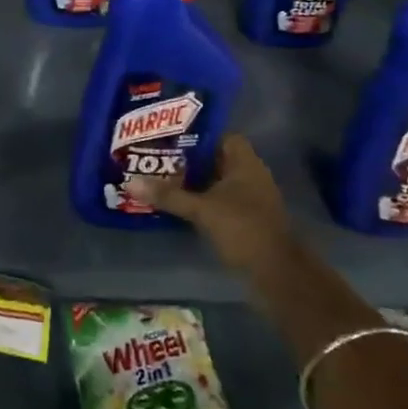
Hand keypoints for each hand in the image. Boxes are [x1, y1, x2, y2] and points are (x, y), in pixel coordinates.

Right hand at [126, 134, 295, 275]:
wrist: (276, 274)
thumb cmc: (243, 229)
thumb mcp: (201, 210)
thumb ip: (168, 195)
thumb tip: (131, 182)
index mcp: (245, 163)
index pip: (221, 136)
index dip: (197, 134)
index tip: (169, 136)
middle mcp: (250, 175)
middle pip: (216, 159)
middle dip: (188, 159)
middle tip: (157, 156)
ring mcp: (251, 198)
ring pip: (216, 181)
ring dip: (194, 181)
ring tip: (161, 177)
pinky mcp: (247, 219)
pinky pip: (220, 200)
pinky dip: (202, 200)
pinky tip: (178, 203)